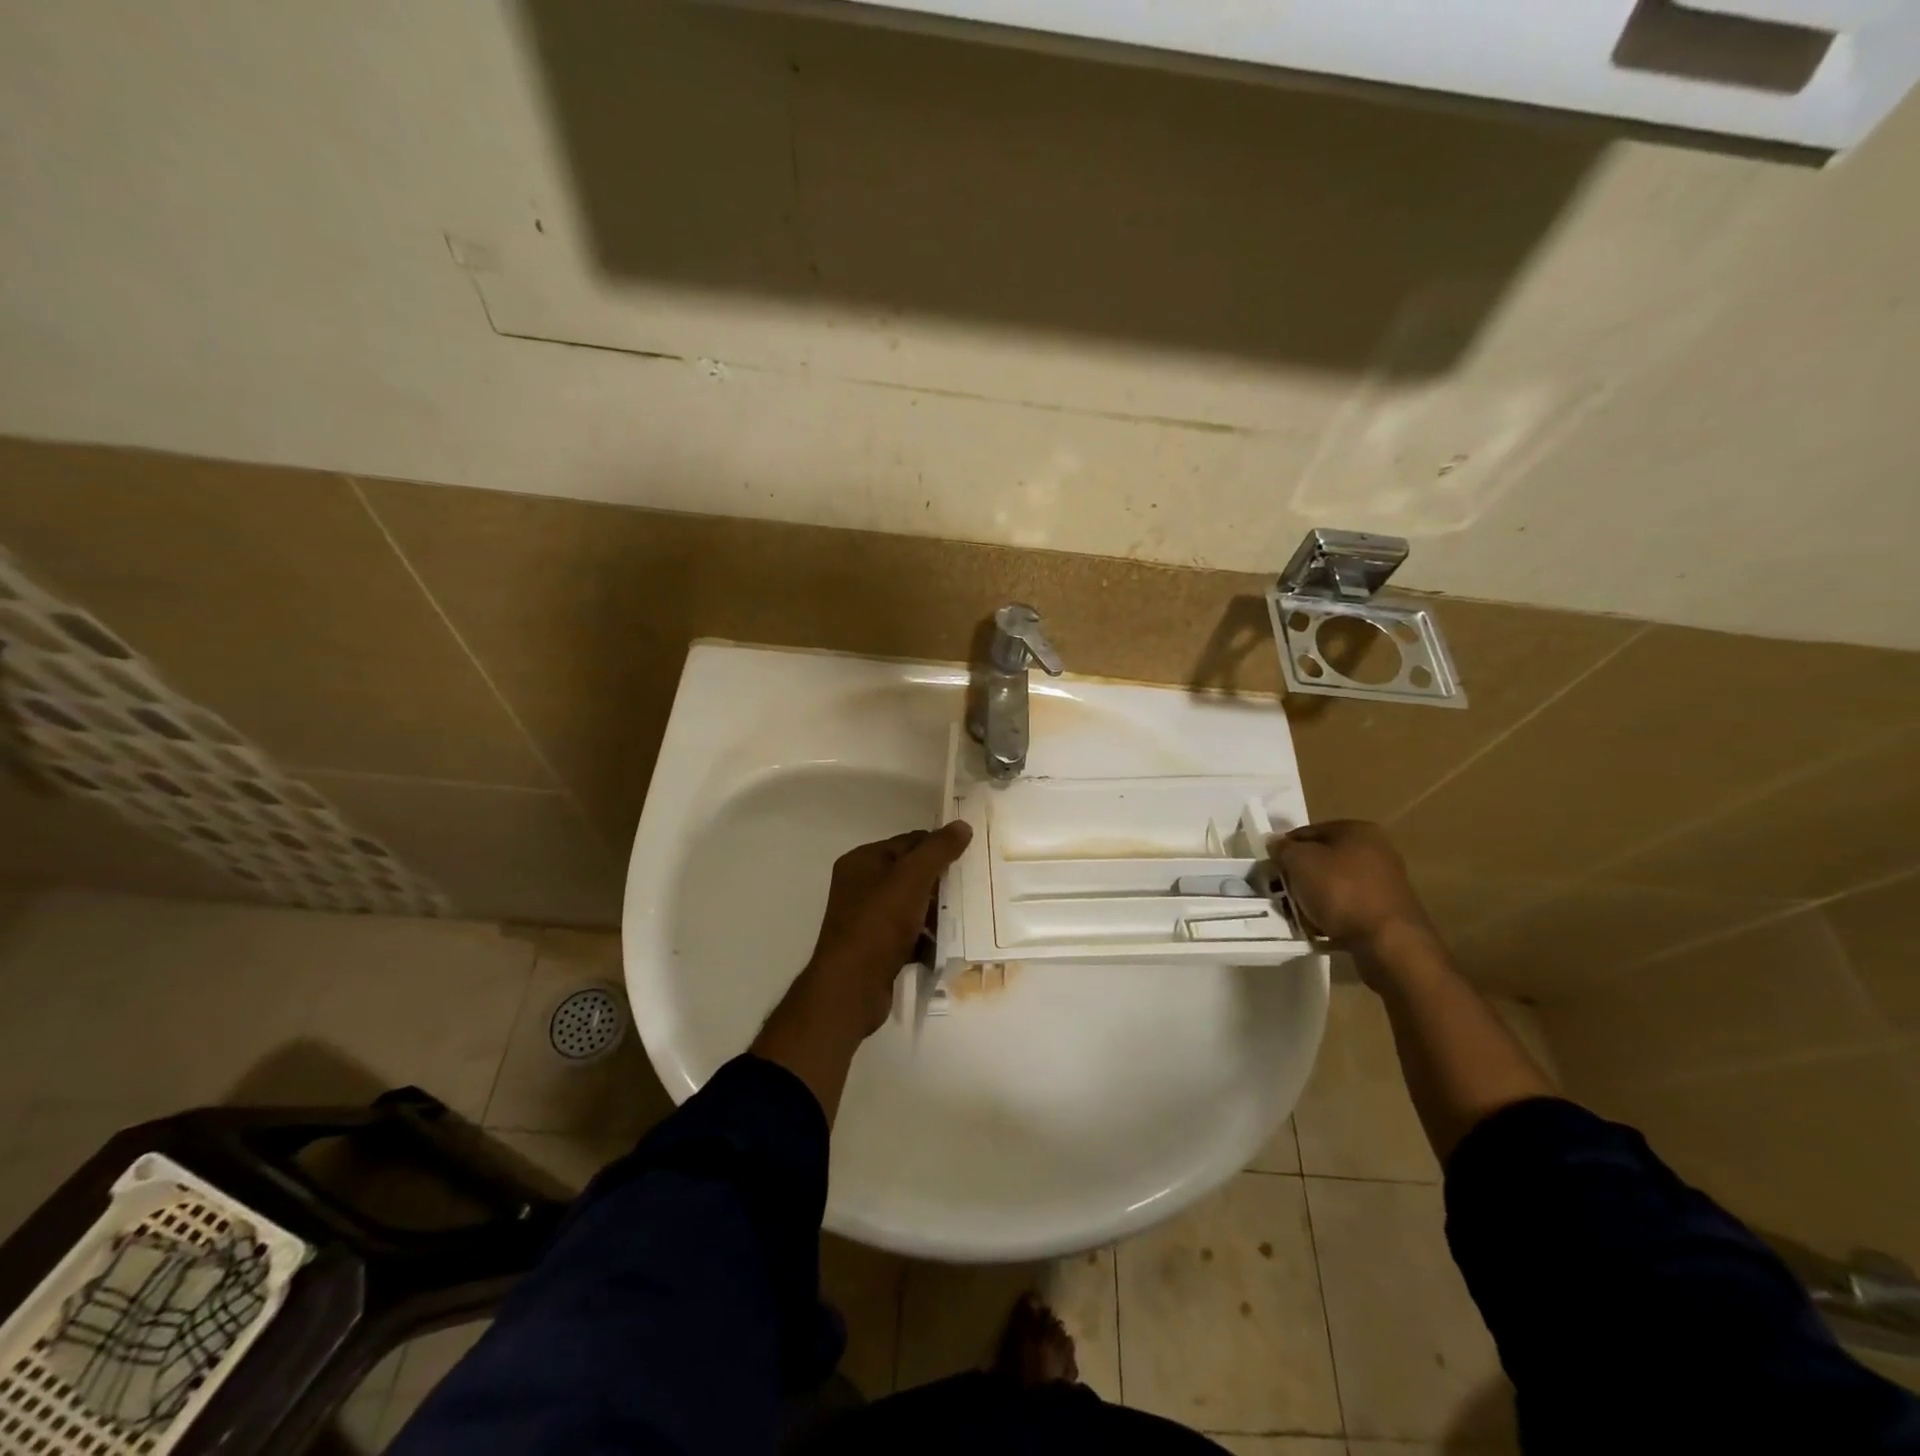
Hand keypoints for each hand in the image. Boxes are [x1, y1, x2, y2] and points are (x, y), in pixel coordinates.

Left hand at [805, 821, 972, 1037]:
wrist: (851, 988)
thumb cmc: (879, 923)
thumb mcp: (912, 878)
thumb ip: (938, 850)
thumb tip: (962, 825)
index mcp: (863, 861)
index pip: (909, 841)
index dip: (939, 847)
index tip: (971, 857)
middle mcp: (861, 886)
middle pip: (911, 874)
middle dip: (940, 883)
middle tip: (974, 888)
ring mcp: (867, 919)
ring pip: (911, 906)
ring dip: (936, 913)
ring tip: (966, 919)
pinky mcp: (875, 948)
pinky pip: (908, 935)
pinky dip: (926, 939)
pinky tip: (947, 947)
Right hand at [1271, 820, 1434, 955]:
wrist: (1388, 942)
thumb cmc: (1340, 891)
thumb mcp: (1299, 862)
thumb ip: (1283, 849)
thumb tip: (1276, 844)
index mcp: (1357, 830)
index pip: (1308, 832)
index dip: (1284, 849)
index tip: (1270, 870)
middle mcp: (1376, 851)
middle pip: (1322, 859)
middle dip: (1299, 876)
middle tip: (1281, 893)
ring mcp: (1385, 883)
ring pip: (1334, 885)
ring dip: (1314, 898)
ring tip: (1298, 915)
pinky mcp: (1387, 912)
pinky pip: (1348, 908)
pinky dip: (1332, 916)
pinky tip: (1319, 929)